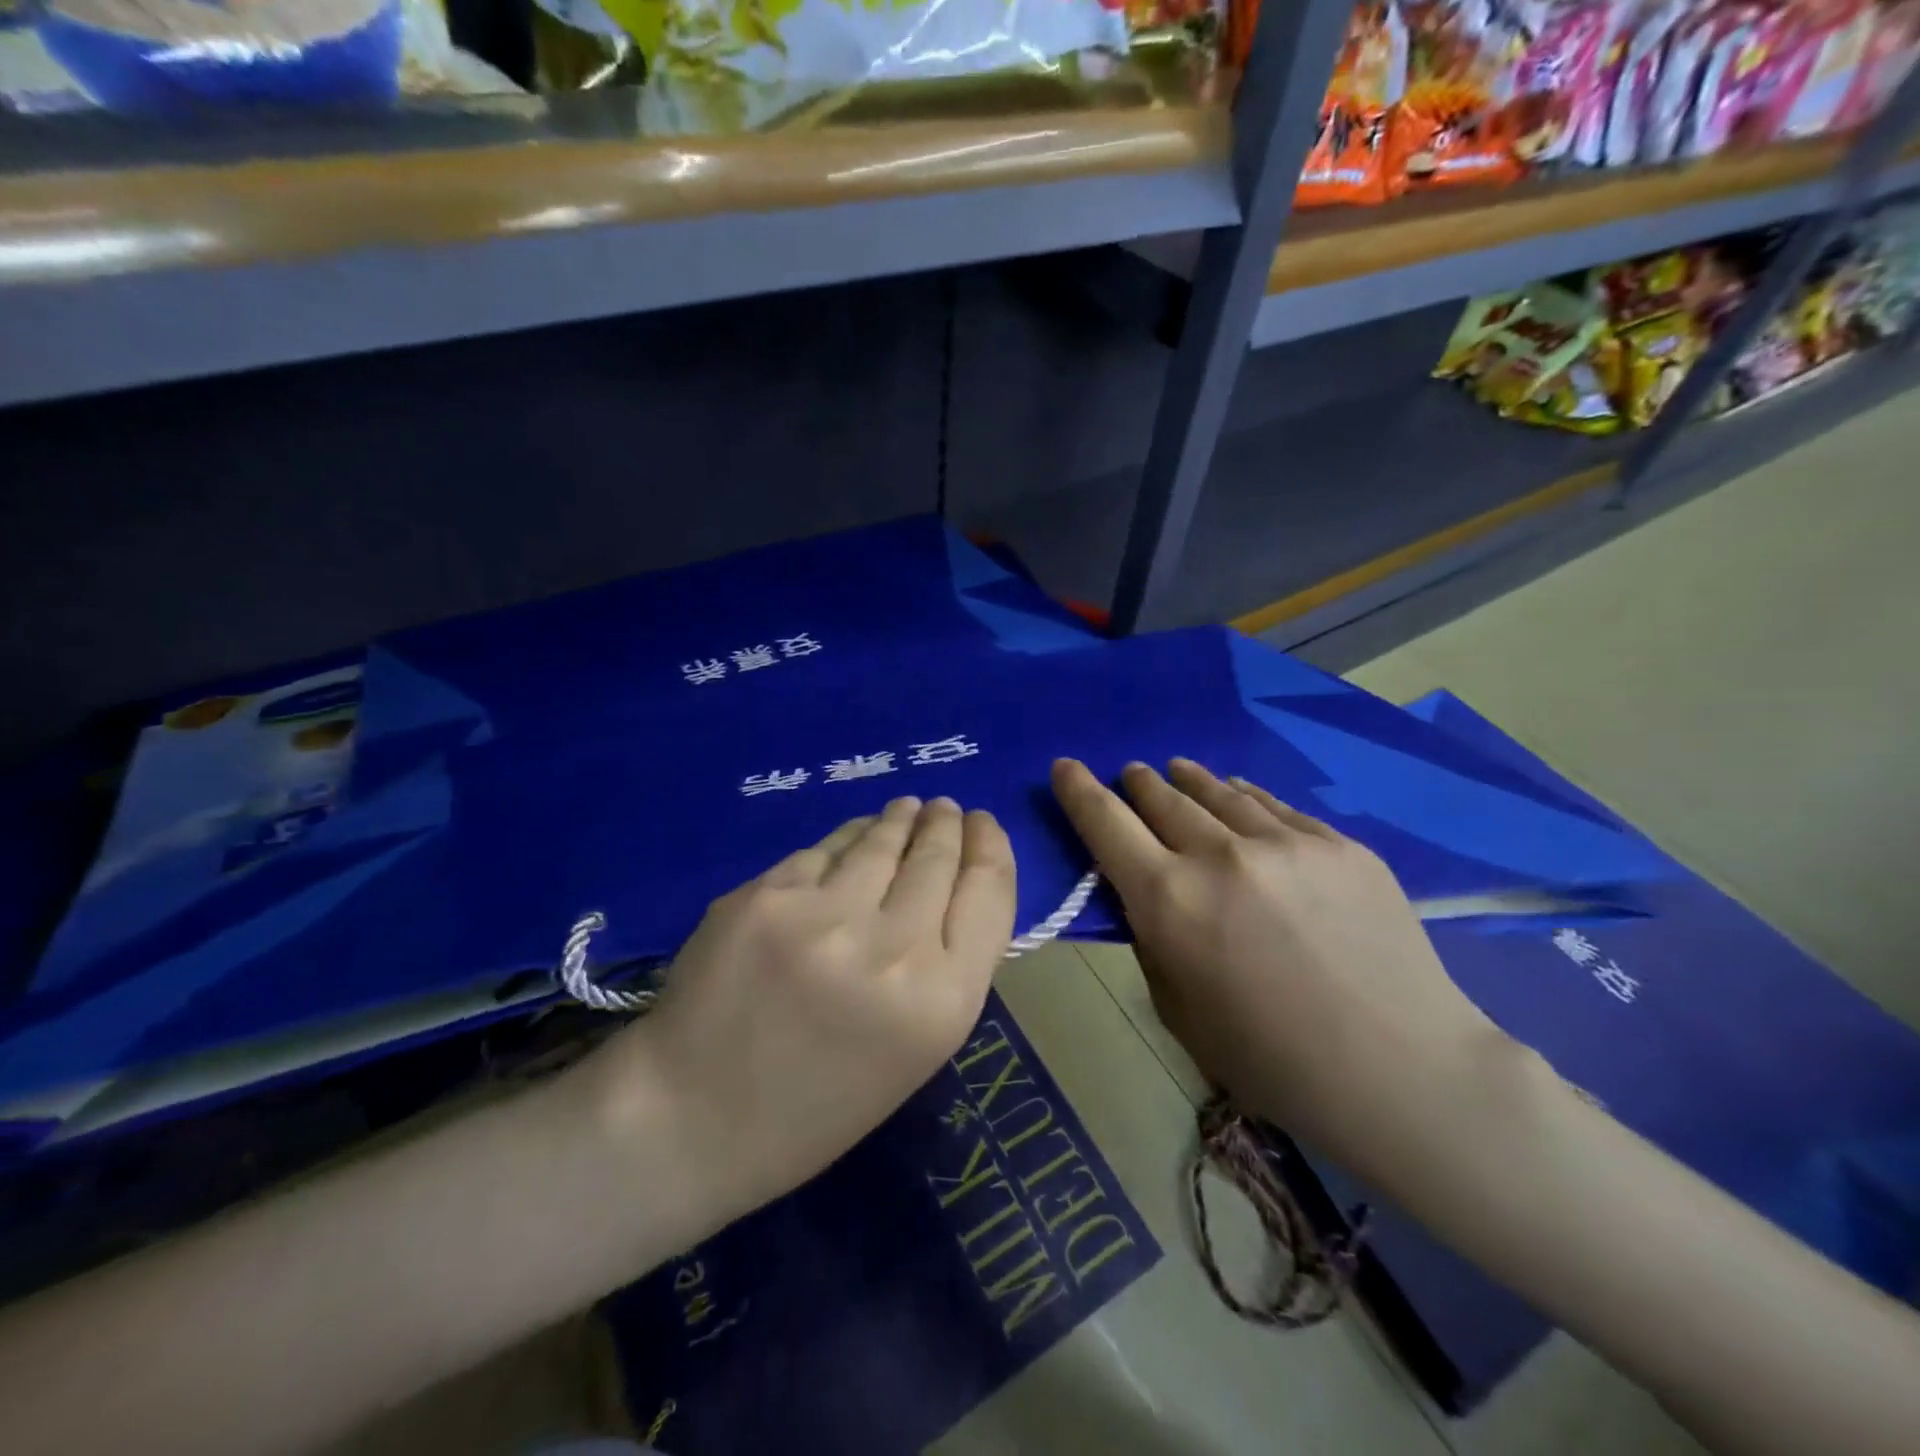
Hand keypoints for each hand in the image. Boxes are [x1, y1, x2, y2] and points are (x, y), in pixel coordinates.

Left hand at [571, 796, 1016, 1229]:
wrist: (693, 1119)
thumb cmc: (817, 1104)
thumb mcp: (914, 1050)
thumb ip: (944, 967)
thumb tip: (954, 882)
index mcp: (942, 1003)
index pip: (989, 892)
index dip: (991, 847)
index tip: (983, 825)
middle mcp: (893, 950)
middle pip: (937, 858)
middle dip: (946, 825)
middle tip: (944, 809)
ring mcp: (824, 917)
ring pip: (880, 841)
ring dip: (899, 820)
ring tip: (907, 809)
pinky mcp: (767, 895)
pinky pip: (823, 851)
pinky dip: (845, 841)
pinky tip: (851, 837)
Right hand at [1051, 757, 1501, 1164]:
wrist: (1401, 1070)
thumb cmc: (1270, 1059)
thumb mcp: (1179, 1009)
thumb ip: (1153, 940)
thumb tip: (1147, 895)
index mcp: (1169, 900)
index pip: (1106, 824)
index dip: (1079, 790)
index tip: (1066, 766)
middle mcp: (1221, 856)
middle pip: (1162, 798)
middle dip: (1137, 782)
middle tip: (1130, 773)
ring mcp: (1286, 843)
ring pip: (1219, 792)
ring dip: (1188, 779)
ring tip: (1176, 769)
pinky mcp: (1339, 845)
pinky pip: (1275, 807)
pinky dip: (1245, 796)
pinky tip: (1240, 792)